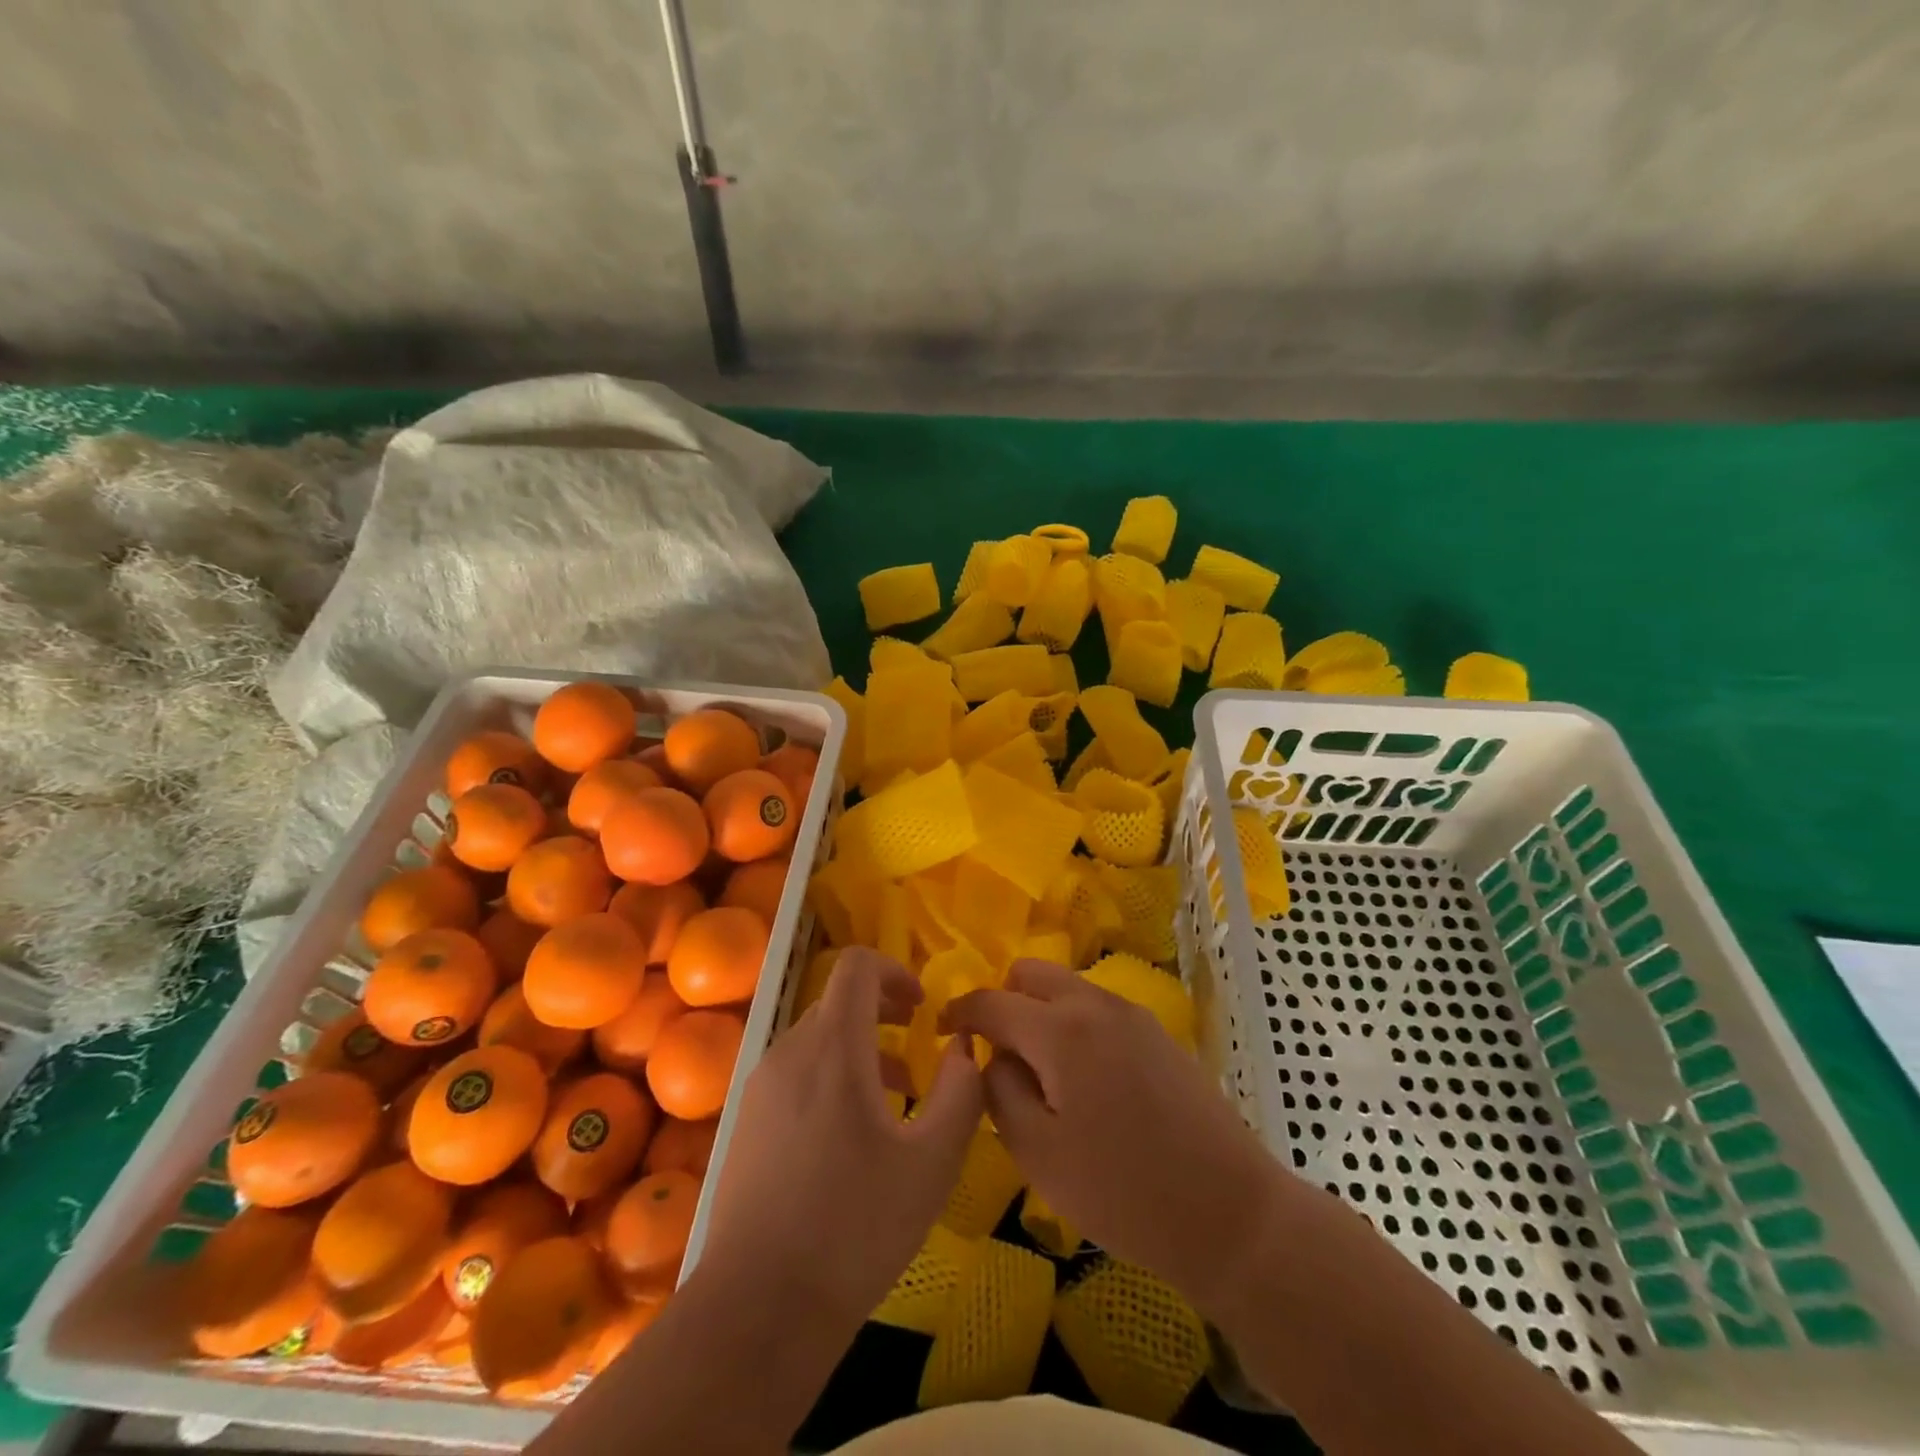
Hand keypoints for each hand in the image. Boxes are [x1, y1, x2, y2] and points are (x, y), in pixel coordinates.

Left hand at [695, 946, 984, 1332]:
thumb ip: (961, 1092)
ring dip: (860, 1050)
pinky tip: (851, 1138)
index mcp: (832, 1048)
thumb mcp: (933, 1161)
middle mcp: (789, 1052)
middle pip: (837, 1002)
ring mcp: (761, 1088)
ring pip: (817, 1041)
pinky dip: (831, 1078)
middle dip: (882, 1013)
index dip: (894, 970)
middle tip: (917, 1050)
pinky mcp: (746, 1122)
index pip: (855, 967)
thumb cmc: (855, 1226)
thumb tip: (964, 1048)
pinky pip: (796, 1074)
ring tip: (895, 1099)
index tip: (922, 1007)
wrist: (758, 1307)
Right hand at [944, 959, 1280, 1314]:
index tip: (941, 1031)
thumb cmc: (1123, 1192)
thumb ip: (999, 1091)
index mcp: (1059, 1029)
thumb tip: (992, 1056)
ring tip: (1040, 1073)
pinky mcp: (1157, 1032)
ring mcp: (1132, 1014)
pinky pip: (1097, 1009)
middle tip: (996, 1054)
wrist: (1230, 1213)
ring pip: (1066, 988)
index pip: (991, 1001)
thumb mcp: (1038, 1153)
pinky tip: (1083, 1081)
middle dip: (1003, 1001)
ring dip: (1041, 1012)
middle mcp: (1095, 1004)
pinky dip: (1073, 1024)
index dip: (958, 1012)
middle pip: (1032, 973)